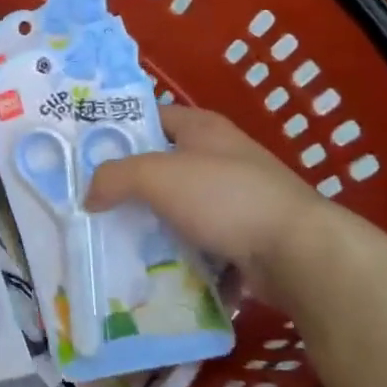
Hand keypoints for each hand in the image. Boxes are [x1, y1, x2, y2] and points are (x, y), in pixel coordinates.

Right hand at [85, 106, 341, 306]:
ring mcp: (237, 199)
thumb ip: (113, 177)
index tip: (88, 154)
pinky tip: (155, 270)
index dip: (121, 130)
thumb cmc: (225, 197)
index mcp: (203, 128)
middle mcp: (221, 157)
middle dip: (131, 186)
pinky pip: (201, 243)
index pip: (152, 116)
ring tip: (117, 242)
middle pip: (163, 166)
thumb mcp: (155, 175)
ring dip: (154, 226)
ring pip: (180, 209)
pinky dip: (180, 256)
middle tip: (95, 204)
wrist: (299, 253)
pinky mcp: (246, 237)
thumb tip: (89, 196)